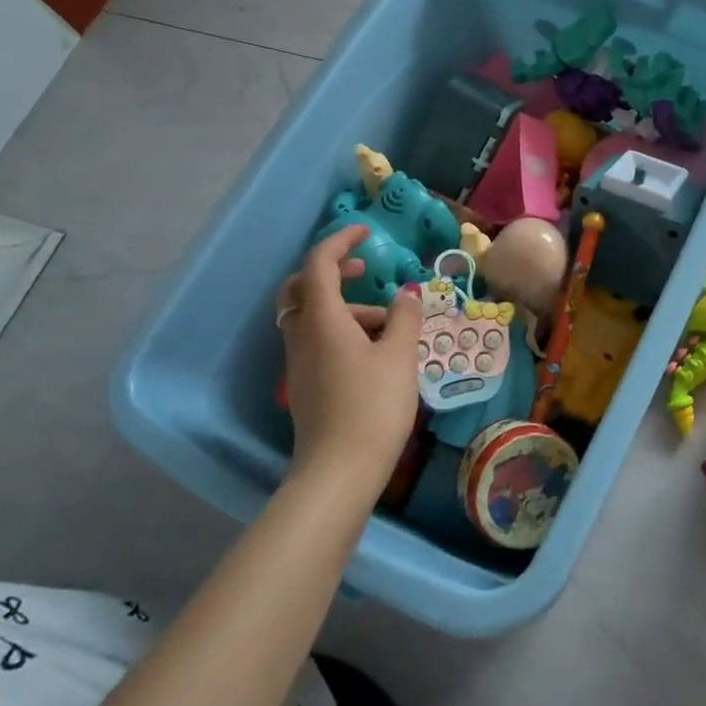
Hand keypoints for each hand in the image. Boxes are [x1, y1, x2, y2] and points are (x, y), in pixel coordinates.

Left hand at [276, 225, 423, 491]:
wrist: (339, 471)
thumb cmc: (373, 406)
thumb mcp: (399, 357)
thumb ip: (404, 319)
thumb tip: (406, 295)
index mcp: (322, 320)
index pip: (319, 264)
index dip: (340, 242)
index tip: (365, 234)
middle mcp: (301, 336)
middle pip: (300, 289)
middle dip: (330, 272)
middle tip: (363, 272)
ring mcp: (299, 363)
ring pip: (311, 318)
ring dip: (345, 308)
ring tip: (390, 325)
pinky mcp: (305, 385)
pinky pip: (316, 342)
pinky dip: (340, 332)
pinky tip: (375, 354)